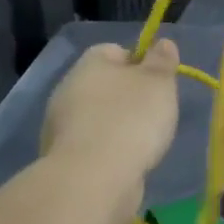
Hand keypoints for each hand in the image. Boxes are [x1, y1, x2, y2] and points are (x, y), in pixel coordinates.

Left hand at [41, 40, 180, 181]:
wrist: (93, 180)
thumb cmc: (131, 119)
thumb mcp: (158, 83)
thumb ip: (162, 61)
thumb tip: (161, 43)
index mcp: (90, 64)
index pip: (115, 51)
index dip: (140, 63)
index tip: (159, 83)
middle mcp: (69, 90)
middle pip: (106, 86)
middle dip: (130, 99)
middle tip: (156, 114)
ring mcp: (61, 126)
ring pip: (98, 118)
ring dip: (119, 127)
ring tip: (144, 144)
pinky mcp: (63, 159)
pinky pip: (93, 146)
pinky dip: (109, 152)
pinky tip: (126, 164)